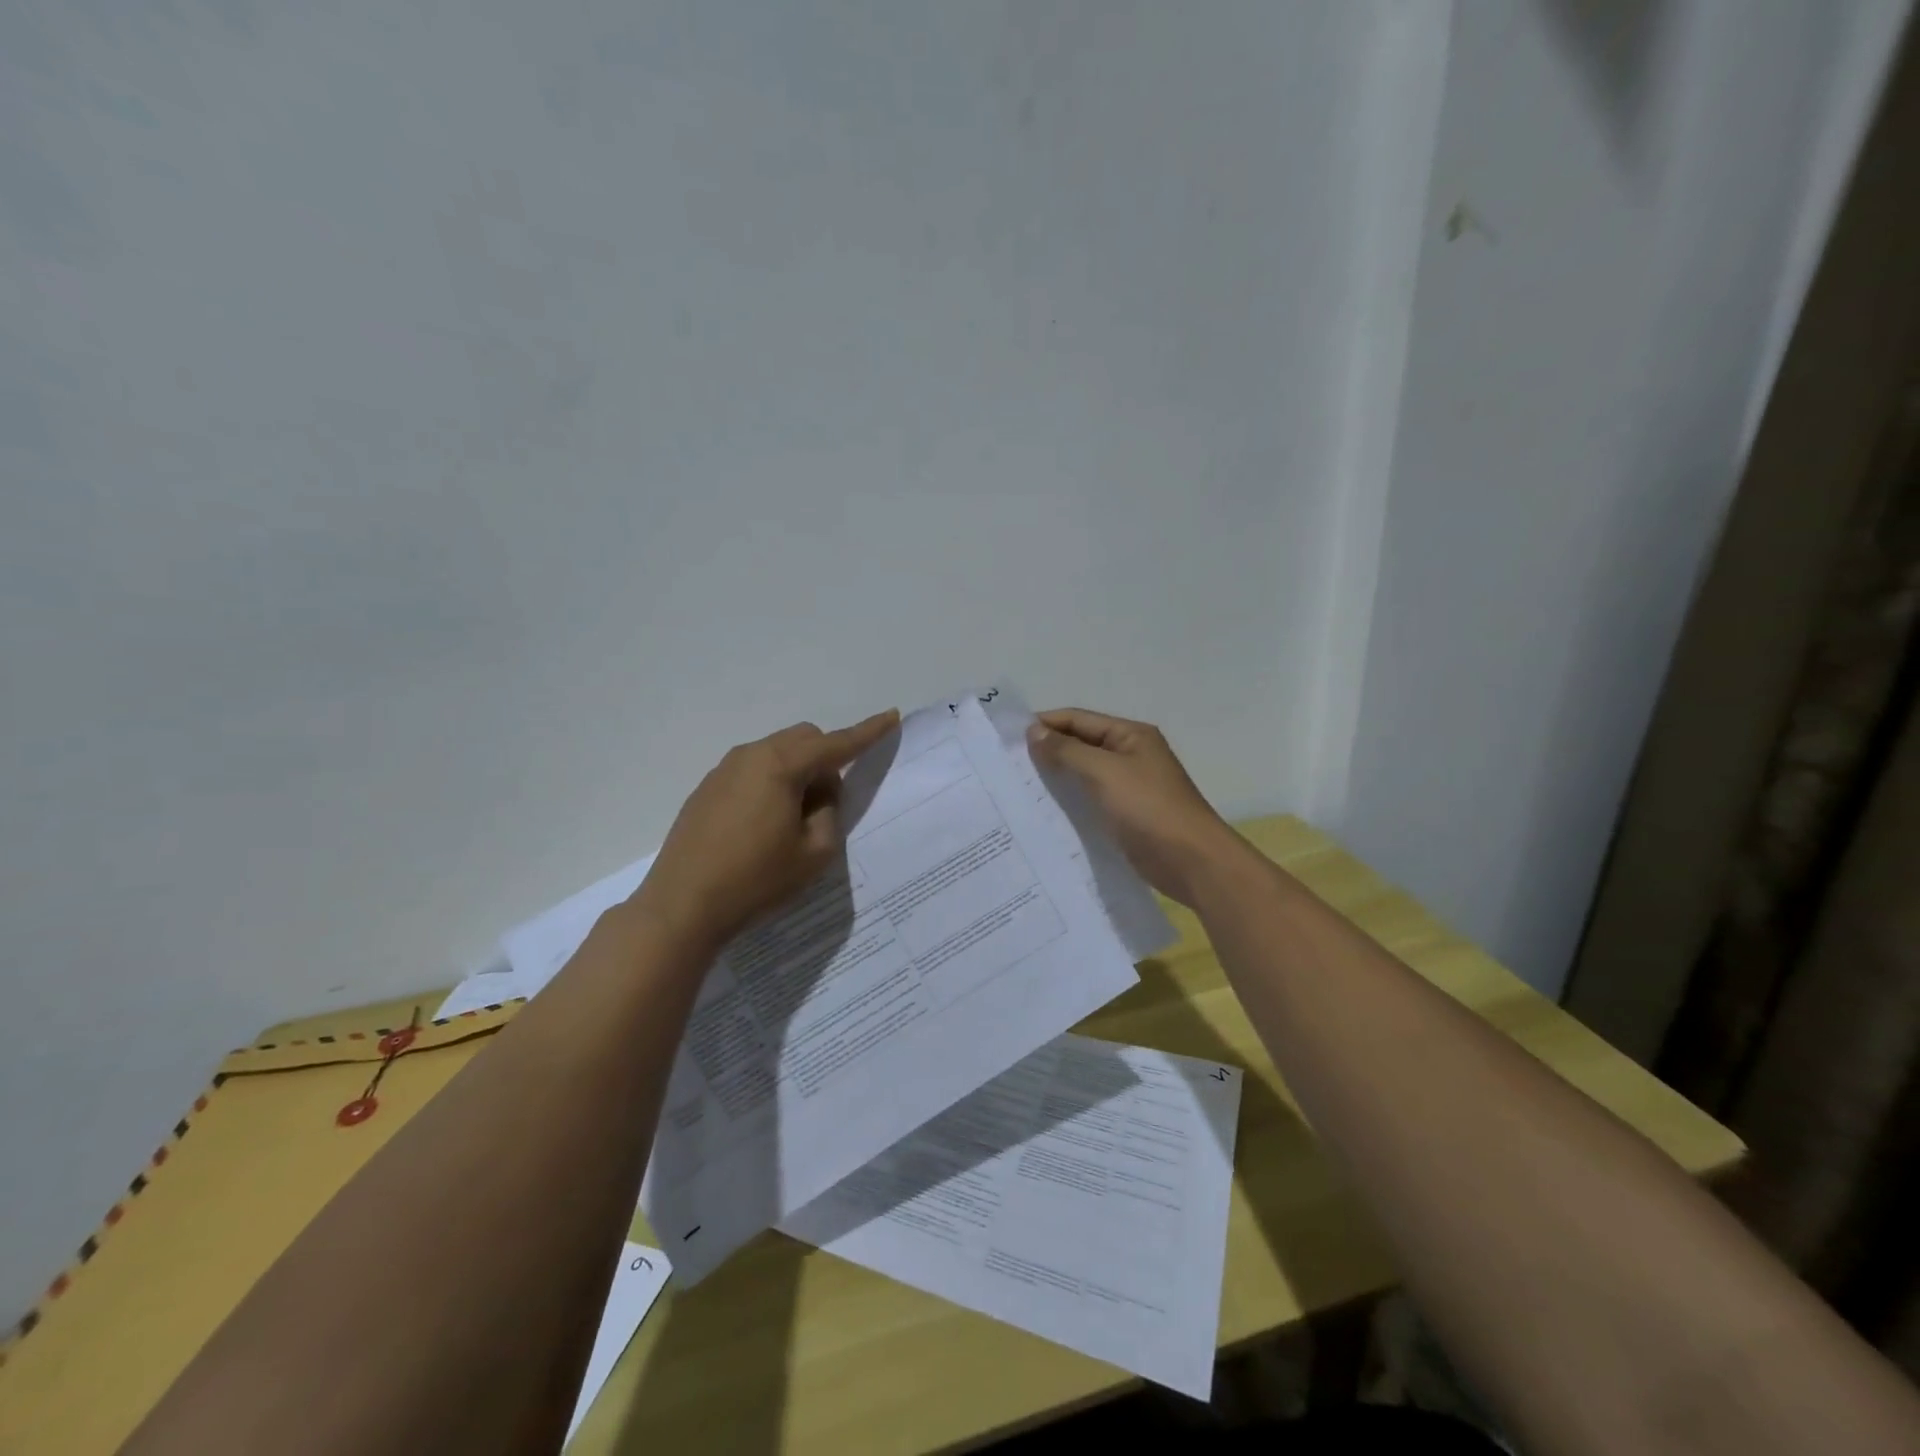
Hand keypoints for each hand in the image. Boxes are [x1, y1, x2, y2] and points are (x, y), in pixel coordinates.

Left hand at [636, 709, 899, 950]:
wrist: (682, 905)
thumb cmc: (756, 879)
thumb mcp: (814, 853)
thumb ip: (829, 812)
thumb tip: (820, 792)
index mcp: (781, 766)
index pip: (836, 743)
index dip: (867, 732)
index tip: (891, 716)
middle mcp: (751, 756)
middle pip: (803, 739)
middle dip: (826, 758)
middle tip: (827, 804)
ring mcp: (723, 770)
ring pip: (776, 753)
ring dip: (797, 772)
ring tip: (792, 821)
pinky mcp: (706, 789)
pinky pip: (752, 771)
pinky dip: (771, 783)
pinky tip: (761, 826)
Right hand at [1027, 708, 1241, 906]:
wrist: (1192, 862)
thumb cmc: (1149, 809)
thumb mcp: (1104, 772)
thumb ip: (1067, 751)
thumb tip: (1034, 731)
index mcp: (1130, 735)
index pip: (1078, 719)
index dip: (1044, 724)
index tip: (1007, 738)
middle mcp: (1130, 754)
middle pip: (1080, 744)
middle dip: (1047, 751)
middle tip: (1007, 765)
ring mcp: (1129, 786)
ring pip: (1083, 774)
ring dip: (1056, 778)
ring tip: (1018, 788)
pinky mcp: (1126, 815)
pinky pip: (1090, 800)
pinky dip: (1069, 801)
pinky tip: (1044, 812)